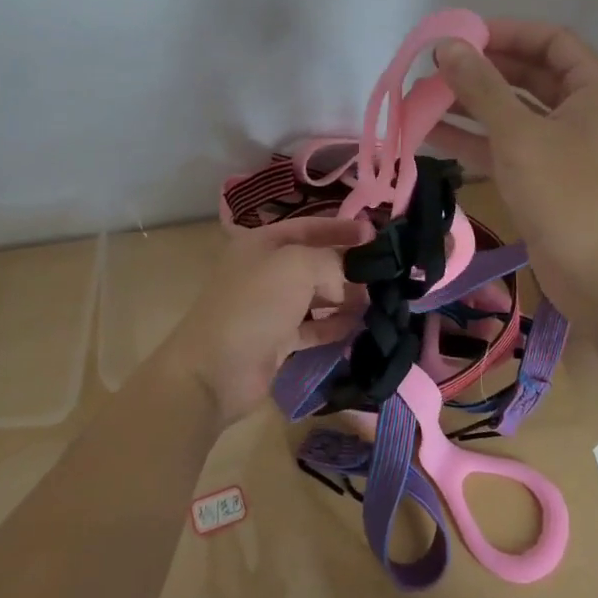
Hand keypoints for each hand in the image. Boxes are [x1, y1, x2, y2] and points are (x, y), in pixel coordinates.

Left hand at [158, 217, 367, 425]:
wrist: (215, 370)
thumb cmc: (255, 304)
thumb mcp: (297, 265)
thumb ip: (331, 261)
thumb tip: (347, 281)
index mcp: (262, 243)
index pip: (309, 226)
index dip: (340, 228)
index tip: (374, 235)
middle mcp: (265, 271)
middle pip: (314, 262)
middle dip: (346, 266)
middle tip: (382, 275)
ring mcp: (270, 307)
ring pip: (315, 296)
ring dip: (344, 298)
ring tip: (377, 302)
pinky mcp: (276, 341)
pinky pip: (311, 327)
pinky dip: (333, 326)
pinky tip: (358, 327)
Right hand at [432, 20, 597, 318]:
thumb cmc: (568, 193)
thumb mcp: (519, 134)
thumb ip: (481, 86)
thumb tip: (447, 45)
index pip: (550, 40)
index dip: (505, 33)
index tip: (459, 36)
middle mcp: (587, 111)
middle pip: (530, 76)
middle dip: (482, 71)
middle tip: (434, 68)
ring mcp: (568, 148)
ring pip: (515, 114)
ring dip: (472, 106)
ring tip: (421, 98)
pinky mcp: (549, 180)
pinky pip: (510, 147)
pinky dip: (476, 140)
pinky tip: (432, 134)